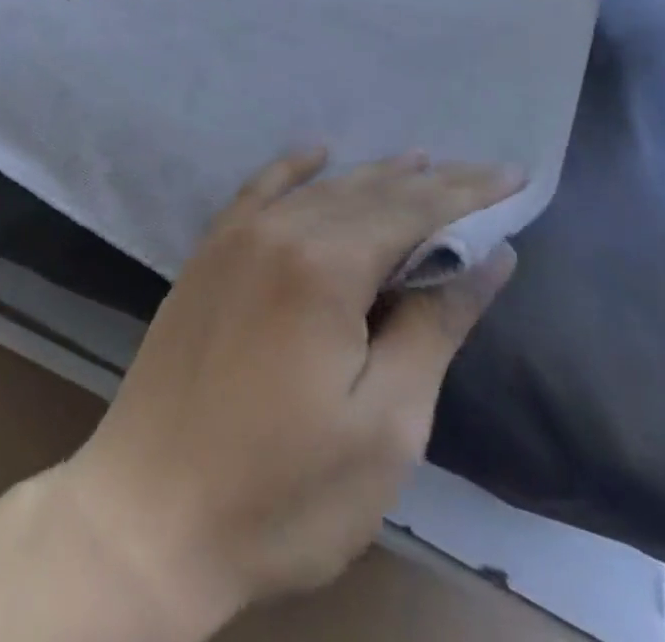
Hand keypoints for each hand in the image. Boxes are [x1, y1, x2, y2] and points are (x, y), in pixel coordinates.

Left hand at [57, 150, 522, 630]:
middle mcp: (278, 231)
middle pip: (369, 193)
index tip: (514, 176)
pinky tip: (314, 152)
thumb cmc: (283, 490)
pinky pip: (258, 191)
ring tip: (419, 163)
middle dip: (430, 183)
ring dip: (372, 177)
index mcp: (325, 265)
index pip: (413, 210)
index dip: (467, 193)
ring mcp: (236, 238)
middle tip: (481, 173)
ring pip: (320, 190)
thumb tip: (488, 255)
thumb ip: (434, 325)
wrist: (150, 512)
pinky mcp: (208, 255)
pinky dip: (293, 168)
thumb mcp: (385, 424)